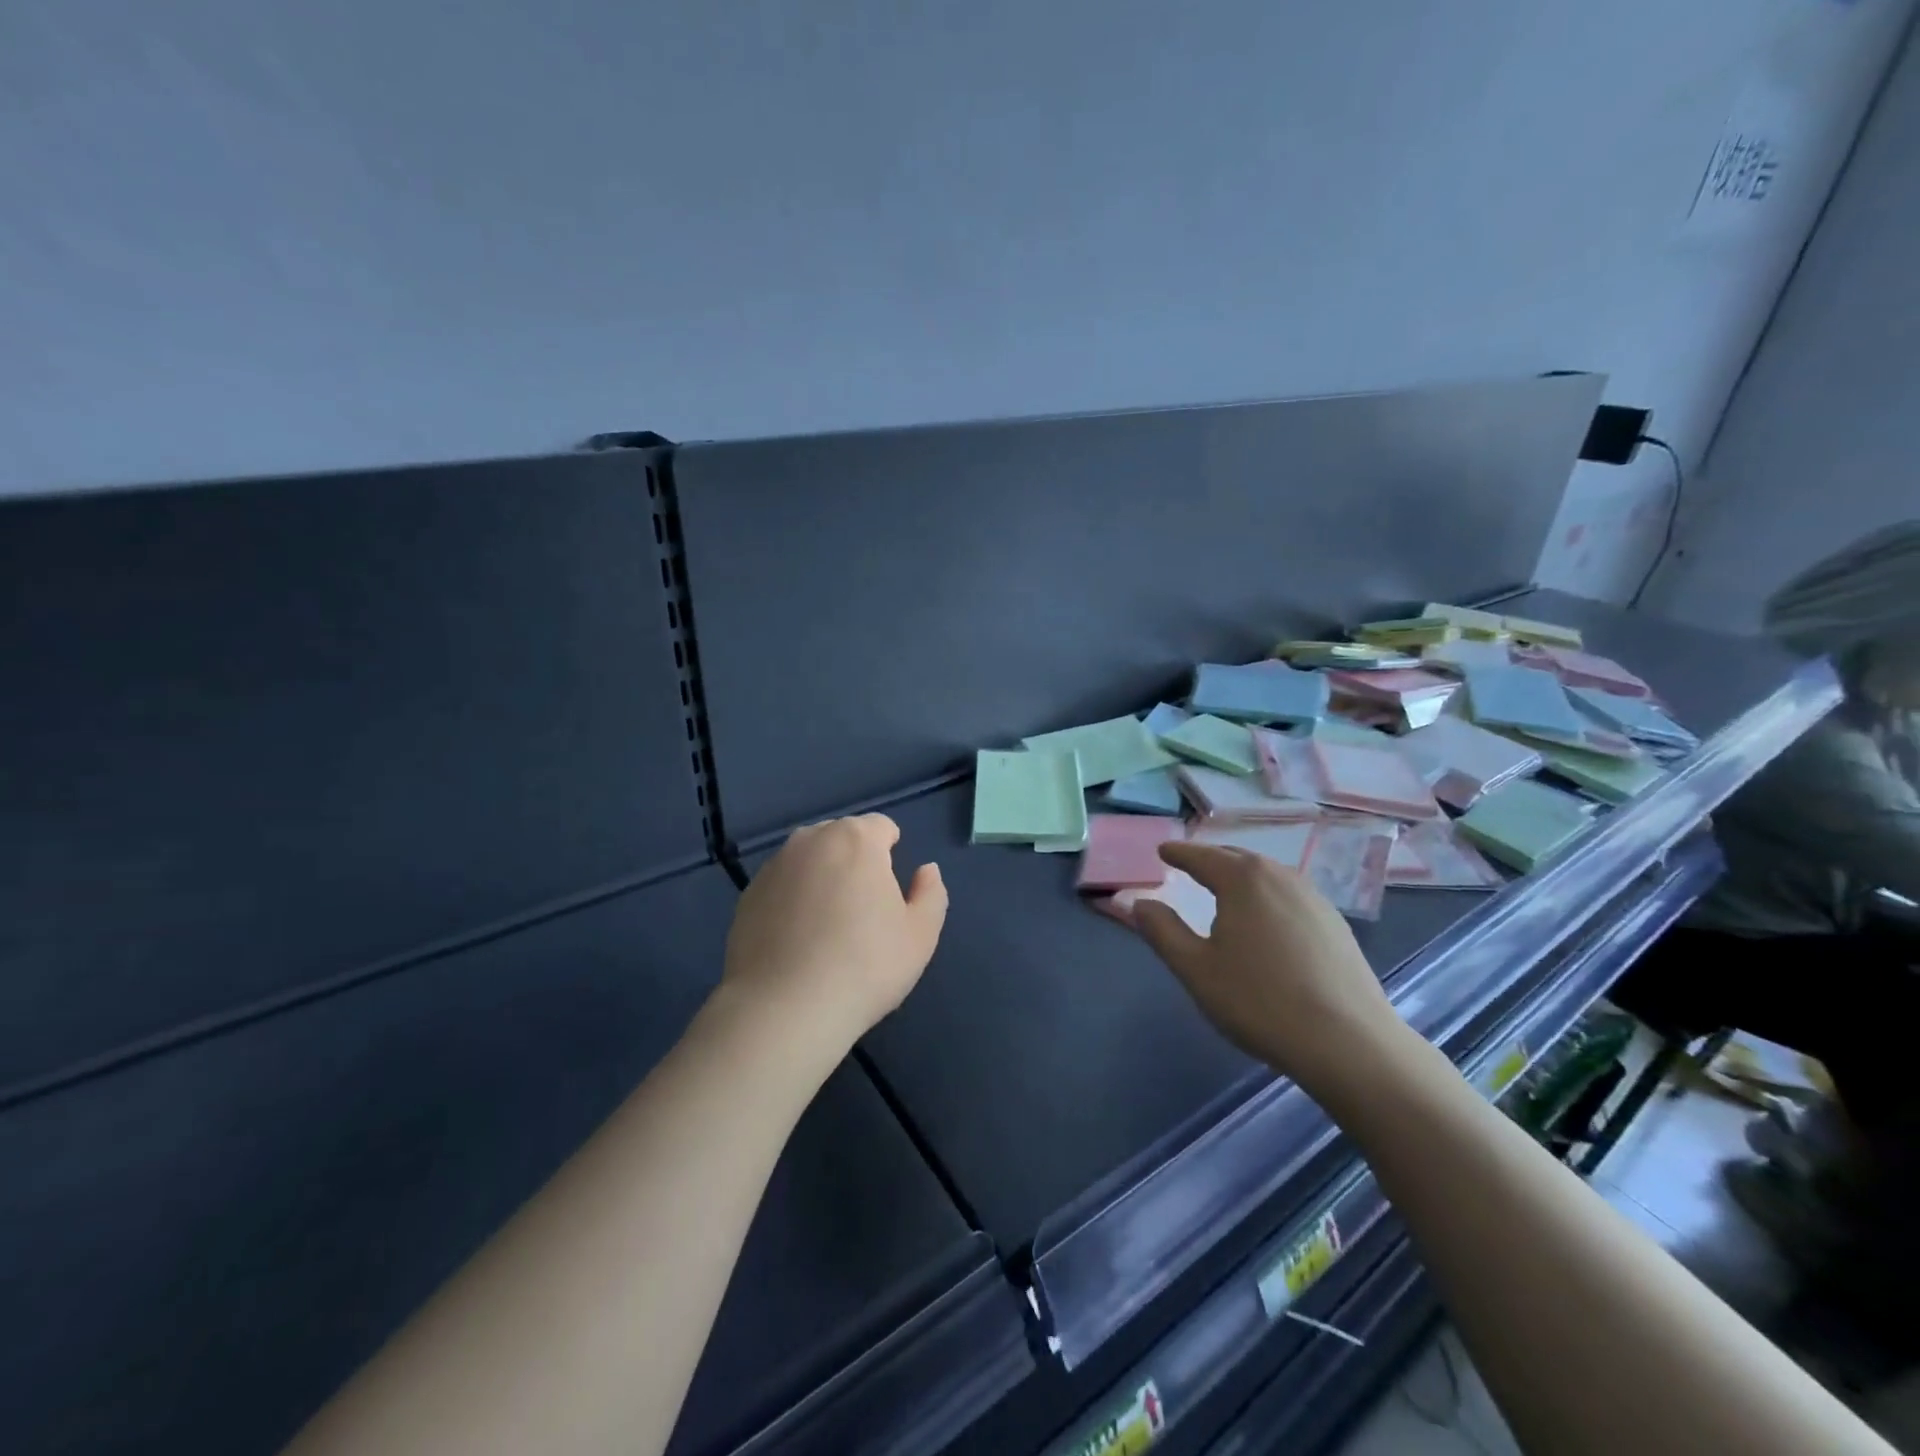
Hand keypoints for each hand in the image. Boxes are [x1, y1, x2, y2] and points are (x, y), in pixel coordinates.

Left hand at [721, 815, 947, 1056]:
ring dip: (821, 878)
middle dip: (855, 861)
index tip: (890, 891)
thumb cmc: (864, 966)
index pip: (881, 827)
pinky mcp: (747, 895)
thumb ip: (931, 894)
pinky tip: (797, 941)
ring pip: (809, 860)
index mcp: (856, 839)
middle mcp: (811, 840)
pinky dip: (792, 900)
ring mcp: (774, 867)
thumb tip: (926, 871)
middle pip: (842, 838)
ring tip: (827, 926)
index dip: (891, 852)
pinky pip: (782, 886)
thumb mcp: (920, 936)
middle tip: (862, 910)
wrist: (784, 1009)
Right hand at [1132, 841, 1409, 1098]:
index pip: (1201, 856)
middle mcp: (1280, 876)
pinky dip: (1268, 896)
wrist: (1349, 1043)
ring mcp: (1314, 899)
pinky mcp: (1336, 925)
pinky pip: (1290, 895)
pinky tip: (1268, 920)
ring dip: (1243, 876)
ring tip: (1227, 889)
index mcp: (1242, 879)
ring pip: (1268, 875)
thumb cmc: (1259, 1001)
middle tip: (1191, 866)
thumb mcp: (1196, 969)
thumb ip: (1162, 931)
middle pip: (1237, 858)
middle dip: (1211, 860)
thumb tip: (1140, 904)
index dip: (1178, 853)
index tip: (1163, 851)